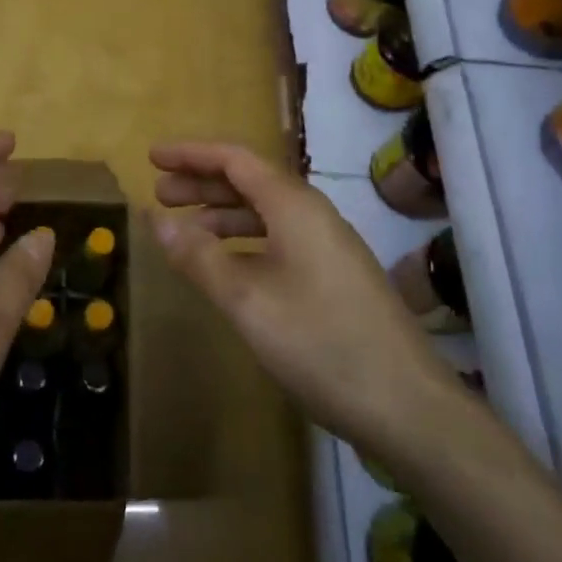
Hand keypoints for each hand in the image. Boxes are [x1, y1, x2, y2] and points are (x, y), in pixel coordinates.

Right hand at [150, 141, 454, 466]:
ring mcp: (328, 246)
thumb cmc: (321, 343)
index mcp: (294, 205)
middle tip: (160, 193)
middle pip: (249, 182)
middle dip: (202, 184)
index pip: (235, 159)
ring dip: (222, 215)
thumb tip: (156, 219)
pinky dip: (244, 243)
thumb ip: (200, 258)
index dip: (191, 154)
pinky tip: (227, 267)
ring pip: (265, 213)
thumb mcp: (248, 301)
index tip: (153, 157)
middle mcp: (313, 215)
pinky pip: (279, 240)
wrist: (408, 406)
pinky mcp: (335, 276)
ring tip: (184, 230)